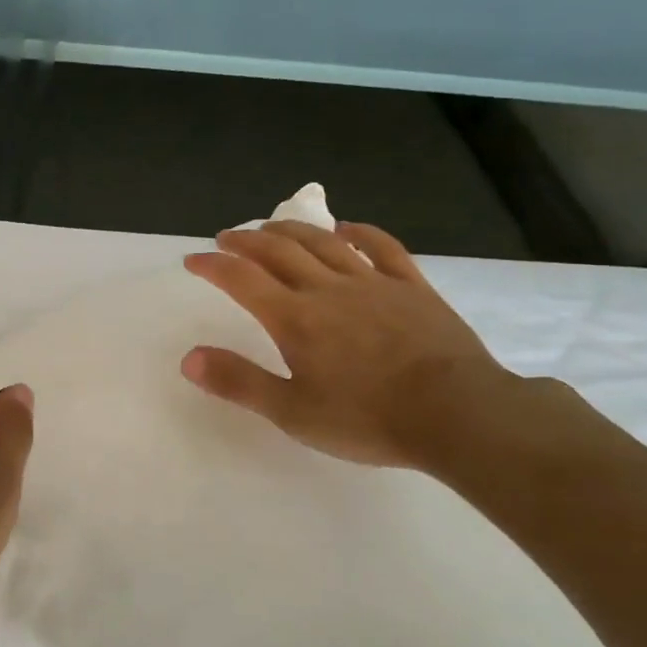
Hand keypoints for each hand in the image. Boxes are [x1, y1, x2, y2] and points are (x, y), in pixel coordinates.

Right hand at [181, 221, 517, 469]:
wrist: (458, 414)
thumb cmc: (368, 418)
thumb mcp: (292, 412)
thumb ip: (239, 382)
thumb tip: (188, 358)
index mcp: (294, 318)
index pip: (241, 280)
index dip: (213, 266)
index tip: (193, 260)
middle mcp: (327, 289)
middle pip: (278, 252)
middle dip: (246, 241)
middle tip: (227, 237)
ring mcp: (372, 283)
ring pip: (323, 243)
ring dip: (292, 230)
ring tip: (271, 227)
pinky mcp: (412, 288)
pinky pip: (382, 248)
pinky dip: (360, 233)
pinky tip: (347, 228)